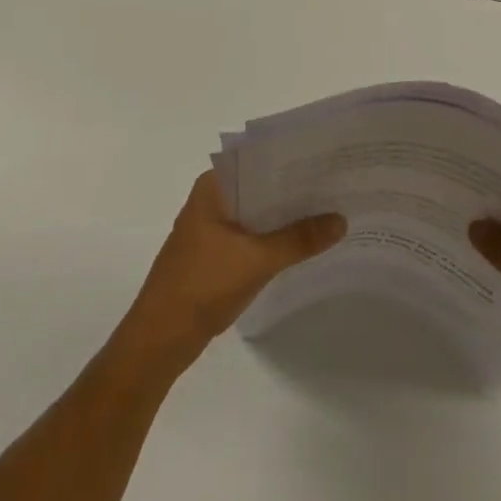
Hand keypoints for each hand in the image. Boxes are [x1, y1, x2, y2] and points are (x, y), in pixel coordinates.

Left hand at [122, 171, 345, 367]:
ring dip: (285, 215)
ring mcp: (210, 227)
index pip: (259, 159)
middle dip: (294, 190)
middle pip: (260, 186)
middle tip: (336, 185)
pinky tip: (301, 243)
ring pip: (256, 212)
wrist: (159, 341)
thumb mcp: (257, 260)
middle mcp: (210, 198)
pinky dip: (273, 236)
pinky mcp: (213, 253)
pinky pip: (250, 234)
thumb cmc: (202, 286)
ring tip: (328, 210)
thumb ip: (299, 239)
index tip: (327, 159)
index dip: (292, 160)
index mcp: (213, 186)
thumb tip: (341, 219)